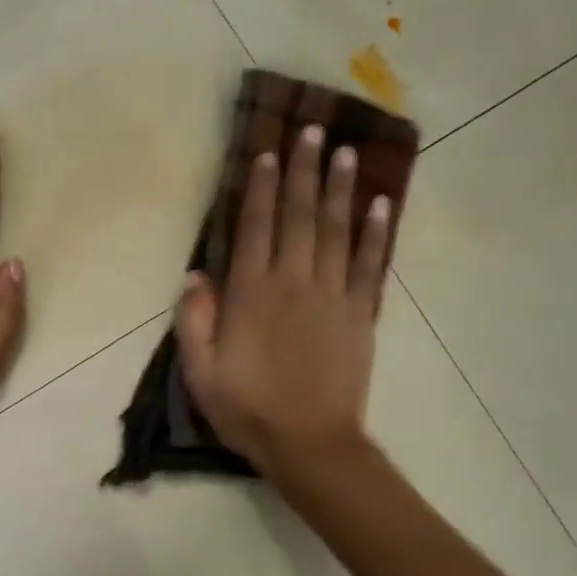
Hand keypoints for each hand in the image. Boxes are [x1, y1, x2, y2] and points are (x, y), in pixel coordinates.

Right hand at [175, 125, 391, 476]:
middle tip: (313, 131)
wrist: (309, 444)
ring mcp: (332, 296)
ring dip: (341, 189)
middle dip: (304, 171)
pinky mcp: (360, 315)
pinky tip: (382, 205)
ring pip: (337, 231)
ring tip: (346, 152)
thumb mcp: (200, 372)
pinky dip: (376, 234)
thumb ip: (195, 320)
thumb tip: (196, 275)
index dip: (262, 188)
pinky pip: (370, 266)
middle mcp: (293, 282)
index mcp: (251, 294)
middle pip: (300, 217)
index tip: (269, 152)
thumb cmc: (247, 410)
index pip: (256, 227)